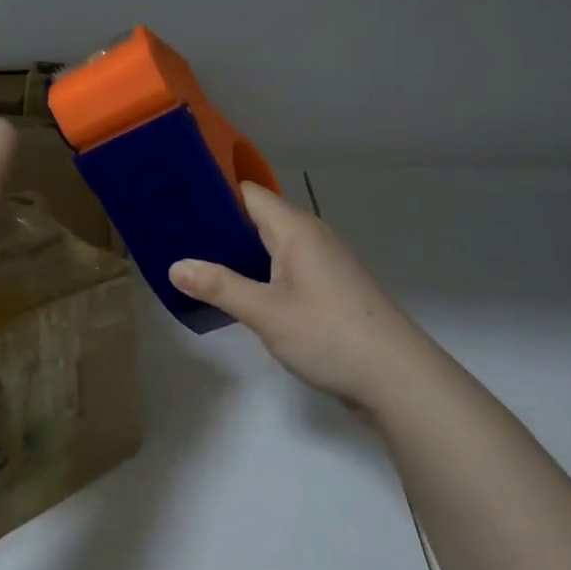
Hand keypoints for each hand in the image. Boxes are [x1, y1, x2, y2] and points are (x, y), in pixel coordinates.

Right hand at [169, 183, 423, 409]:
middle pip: (258, 216)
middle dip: (218, 223)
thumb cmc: (329, 335)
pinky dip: (257, 271)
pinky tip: (234, 290)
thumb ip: (219, 286)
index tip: (174, 198)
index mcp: (296, 229)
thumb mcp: (266, 312)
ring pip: (270, 244)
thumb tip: (175, 265)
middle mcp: (310, 237)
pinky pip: (283, 267)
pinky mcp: (327, 288)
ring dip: (237, 250)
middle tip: (173, 234)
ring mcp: (322, 263)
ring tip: (193, 259)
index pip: (248, 193)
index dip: (213, 191)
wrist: (397, 378)